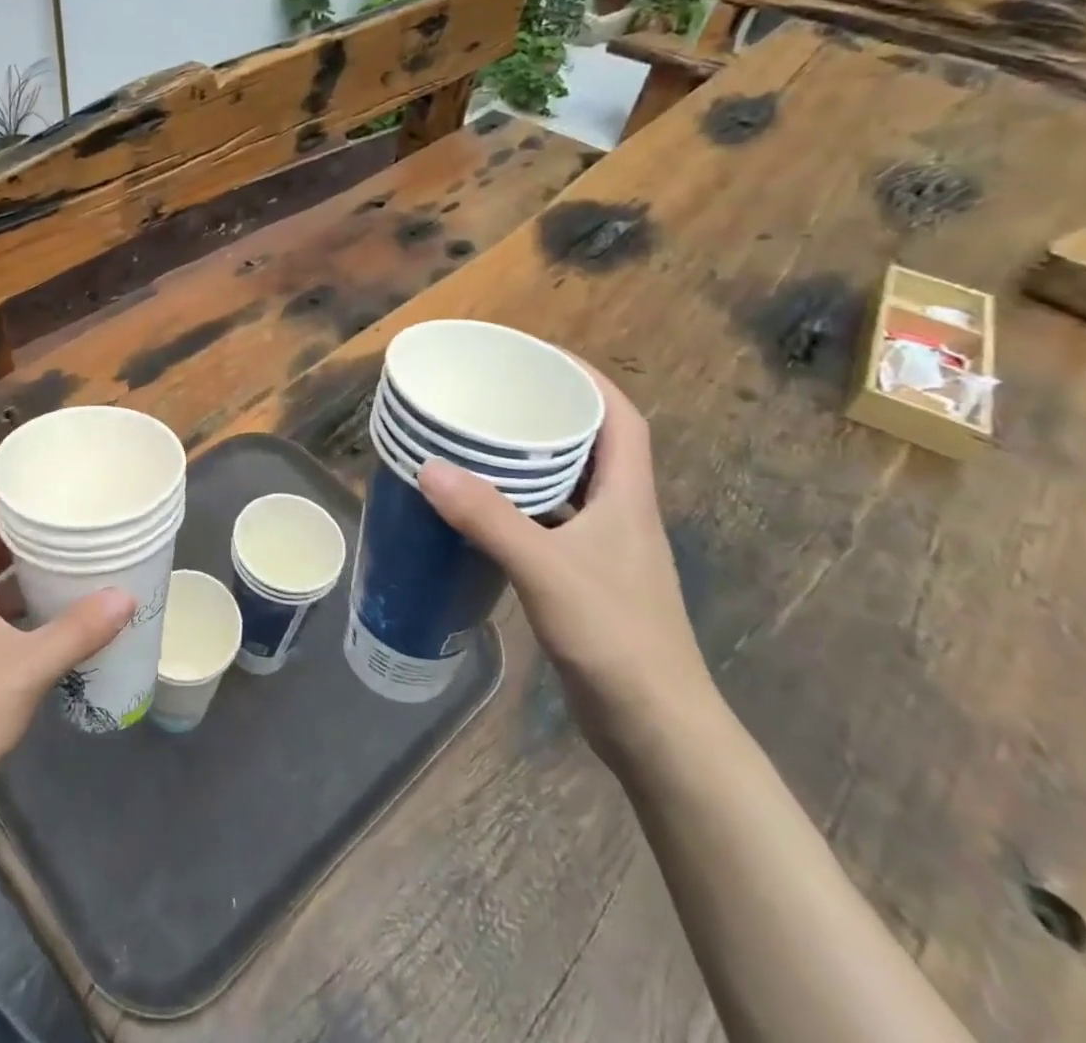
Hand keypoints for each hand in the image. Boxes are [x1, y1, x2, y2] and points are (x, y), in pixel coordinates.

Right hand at [418, 364, 718, 768]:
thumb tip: (429, 467)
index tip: (538, 356)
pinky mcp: (585, 578)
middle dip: (548, 412)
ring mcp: (604, 549)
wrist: (656, 729)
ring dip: (530, 460)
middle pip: (591, 444)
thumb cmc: (615, 638)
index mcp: (627, 497)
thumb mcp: (547, 570)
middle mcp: (620, 514)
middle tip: (492, 395)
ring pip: (567, 485)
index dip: (586, 378)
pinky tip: (480, 510)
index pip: (620, 418)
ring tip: (478, 441)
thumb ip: (489, 519)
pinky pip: (549, 521)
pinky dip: (518, 505)